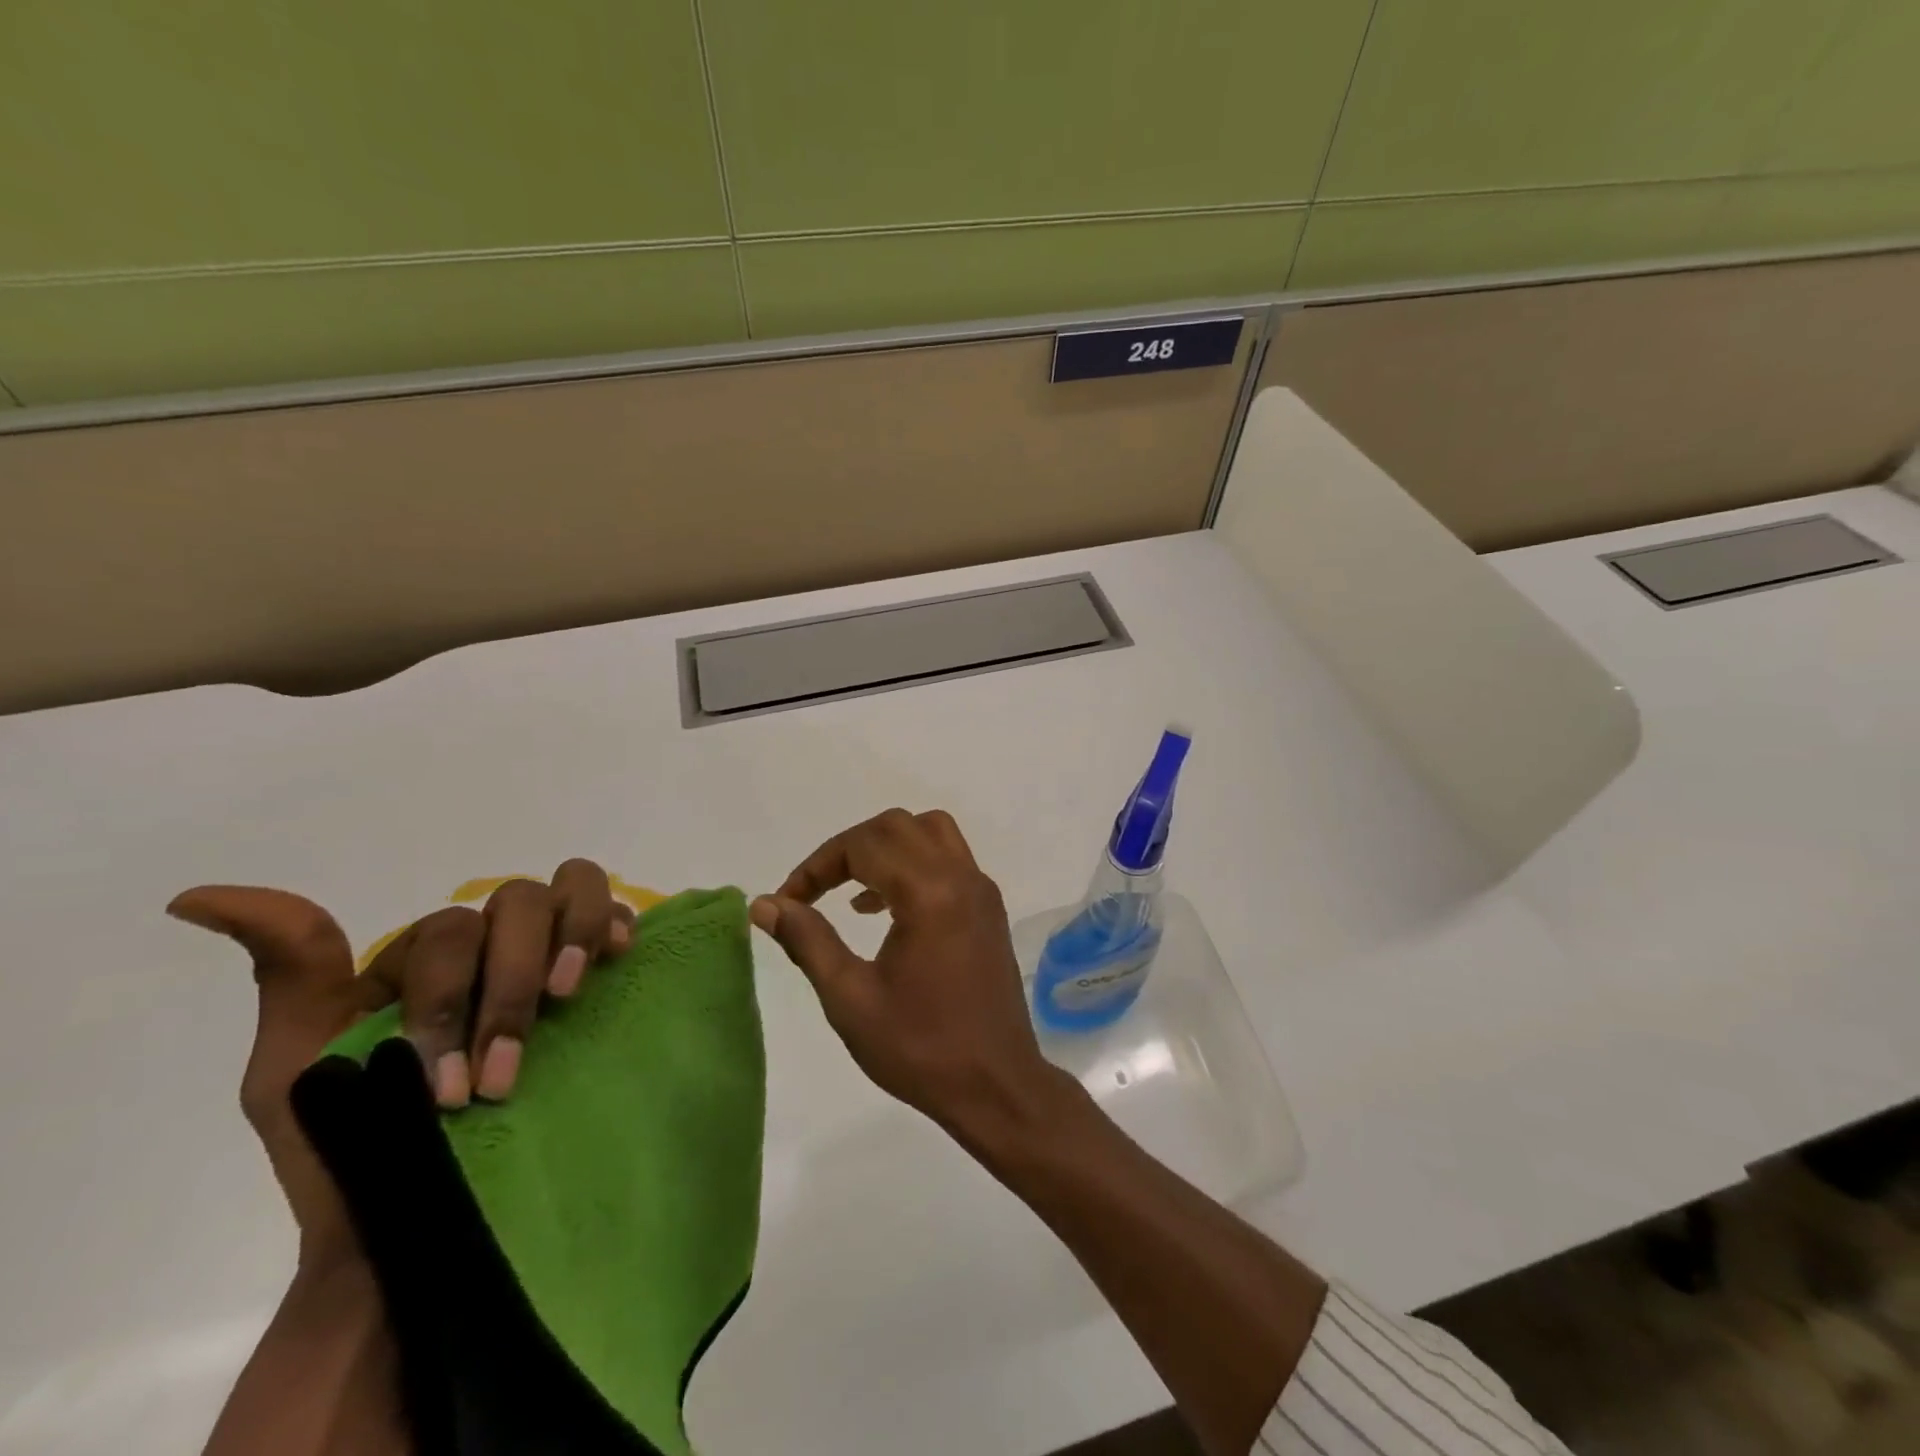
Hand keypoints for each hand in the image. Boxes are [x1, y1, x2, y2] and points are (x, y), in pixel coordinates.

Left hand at [167, 861, 632, 1264]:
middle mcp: (492, 948)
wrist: (419, 1234)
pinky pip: (616, 918)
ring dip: (570, 937)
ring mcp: (549, 959)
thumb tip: (200, 896)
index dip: (451, 997)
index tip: (447, 1087)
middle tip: (505, 1068)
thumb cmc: (353, 1157)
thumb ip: (288, 974)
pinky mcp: (598, 983)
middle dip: (511, 983)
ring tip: (569, 995)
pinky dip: (614, 923)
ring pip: (570, 889)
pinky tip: (616, 954)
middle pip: (515, 903)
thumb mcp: (295, 1066)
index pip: (450, 929)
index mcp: (424, 961)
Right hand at [752, 809, 1068, 1143]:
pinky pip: (949, 859)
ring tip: (852, 892)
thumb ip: (808, 941)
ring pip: (929, 832)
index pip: (863, 845)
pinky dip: (914, 862)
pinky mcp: (990, 907)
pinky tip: (887, 909)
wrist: (997, 1086)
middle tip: (816, 889)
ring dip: (885, 847)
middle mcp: (961, 876)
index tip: (788, 900)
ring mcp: (981, 889)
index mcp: (929, 893)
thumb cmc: (920, 1049)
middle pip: (897, 825)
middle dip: (849, 848)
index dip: (817, 866)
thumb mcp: (850, 999)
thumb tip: (765, 903)